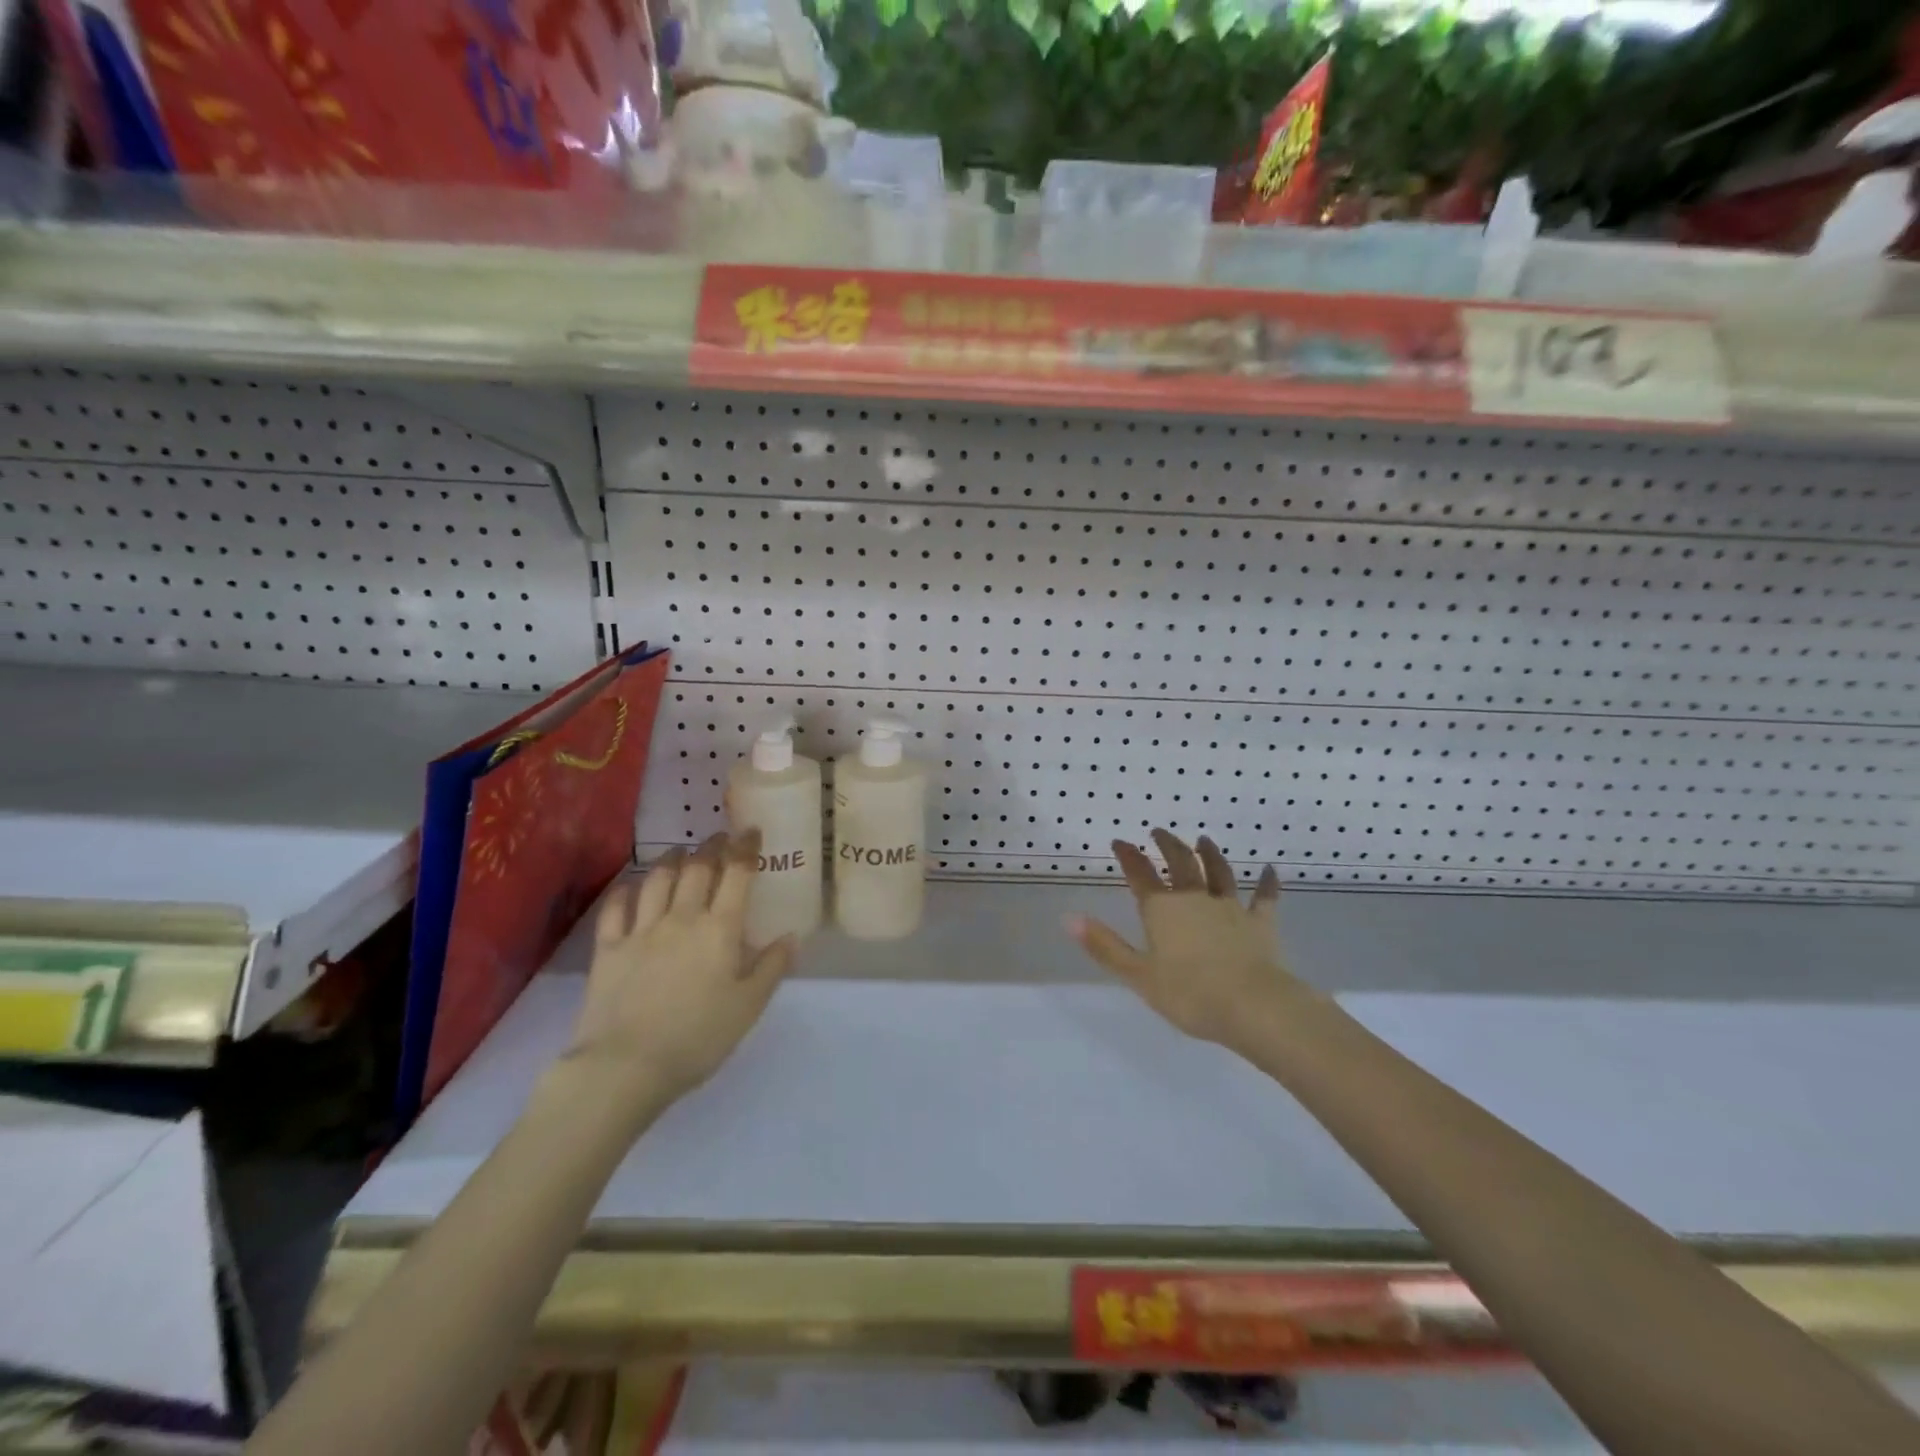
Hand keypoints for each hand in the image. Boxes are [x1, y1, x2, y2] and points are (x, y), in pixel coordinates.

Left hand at [565, 830, 795, 1115]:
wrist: (626, 1066)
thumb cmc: (698, 1037)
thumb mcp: (749, 1007)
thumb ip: (772, 967)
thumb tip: (791, 936)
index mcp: (720, 929)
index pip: (737, 874)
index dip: (745, 848)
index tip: (751, 832)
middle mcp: (681, 917)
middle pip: (697, 868)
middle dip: (711, 847)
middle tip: (719, 838)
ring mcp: (641, 930)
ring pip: (657, 879)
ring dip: (672, 859)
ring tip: (680, 852)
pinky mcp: (608, 948)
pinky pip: (616, 907)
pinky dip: (626, 890)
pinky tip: (632, 885)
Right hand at [1067, 829, 1293, 1049]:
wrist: (1252, 1005)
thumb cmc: (1189, 993)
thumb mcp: (1137, 974)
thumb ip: (1104, 946)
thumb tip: (1069, 918)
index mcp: (1162, 909)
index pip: (1140, 875)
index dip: (1128, 856)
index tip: (1120, 841)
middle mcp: (1194, 899)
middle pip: (1179, 863)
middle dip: (1167, 845)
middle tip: (1159, 831)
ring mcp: (1230, 908)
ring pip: (1219, 872)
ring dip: (1209, 854)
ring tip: (1203, 839)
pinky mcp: (1260, 923)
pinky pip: (1264, 898)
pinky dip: (1267, 883)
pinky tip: (1271, 870)